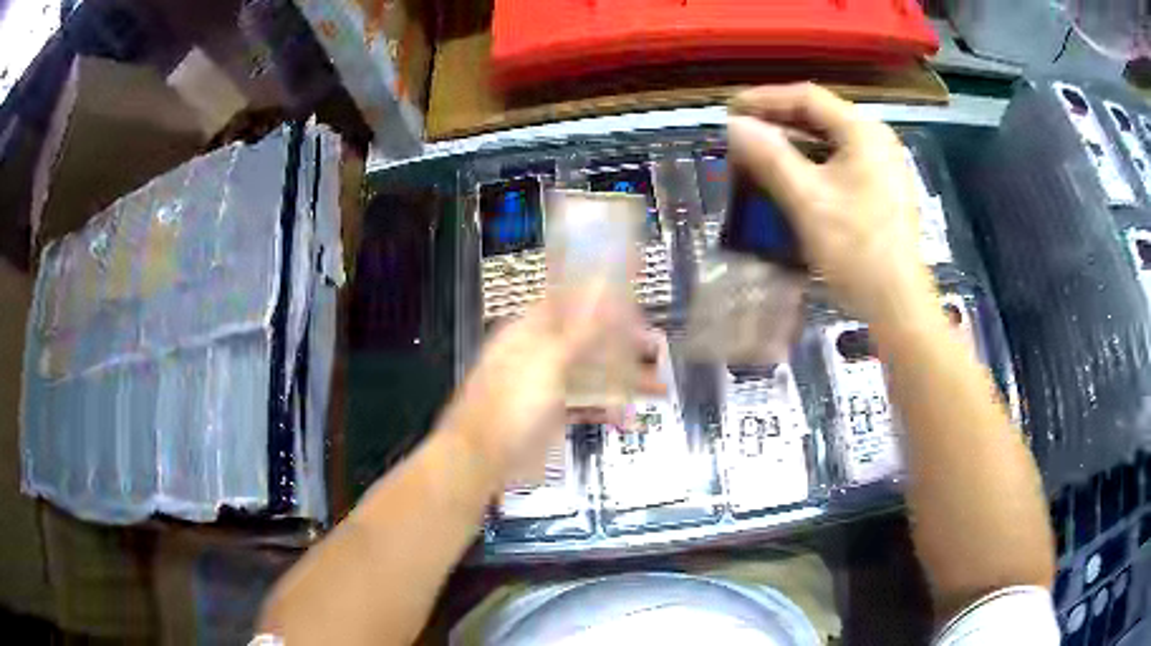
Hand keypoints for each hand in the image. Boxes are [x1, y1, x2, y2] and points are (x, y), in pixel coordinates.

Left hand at [438, 283, 663, 487]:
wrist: (482, 458)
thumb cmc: (511, 404)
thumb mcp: (549, 362)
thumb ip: (582, 328)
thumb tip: (604, 287)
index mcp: (530, 331)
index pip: (570, 304)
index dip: (602, 301)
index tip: (635, 303)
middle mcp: (539, 353)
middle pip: (587, 340)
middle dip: (622, 345)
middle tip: (655, 348)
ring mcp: (546, 385)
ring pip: (590, 374)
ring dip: (622, 380)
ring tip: (659, 387)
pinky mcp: (552, 414)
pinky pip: (585, 405)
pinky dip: (606, 409)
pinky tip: (630, 417)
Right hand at [727, 83, 936, 324]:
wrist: (898, 304)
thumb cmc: (855, 248)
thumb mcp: (806, 199)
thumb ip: (770, 156)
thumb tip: (736, 125)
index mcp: (863, 131)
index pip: (807, 97)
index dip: (765, 99)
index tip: (731, 111)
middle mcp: (878, 139)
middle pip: (822, 117)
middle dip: (779, 121)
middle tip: (743, 133)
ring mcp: (886, 166)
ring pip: (833, 141)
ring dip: (796, 144)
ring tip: (763, 154)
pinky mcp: (886, 191)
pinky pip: (844, 163)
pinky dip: (815, 164)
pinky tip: (797, 179)